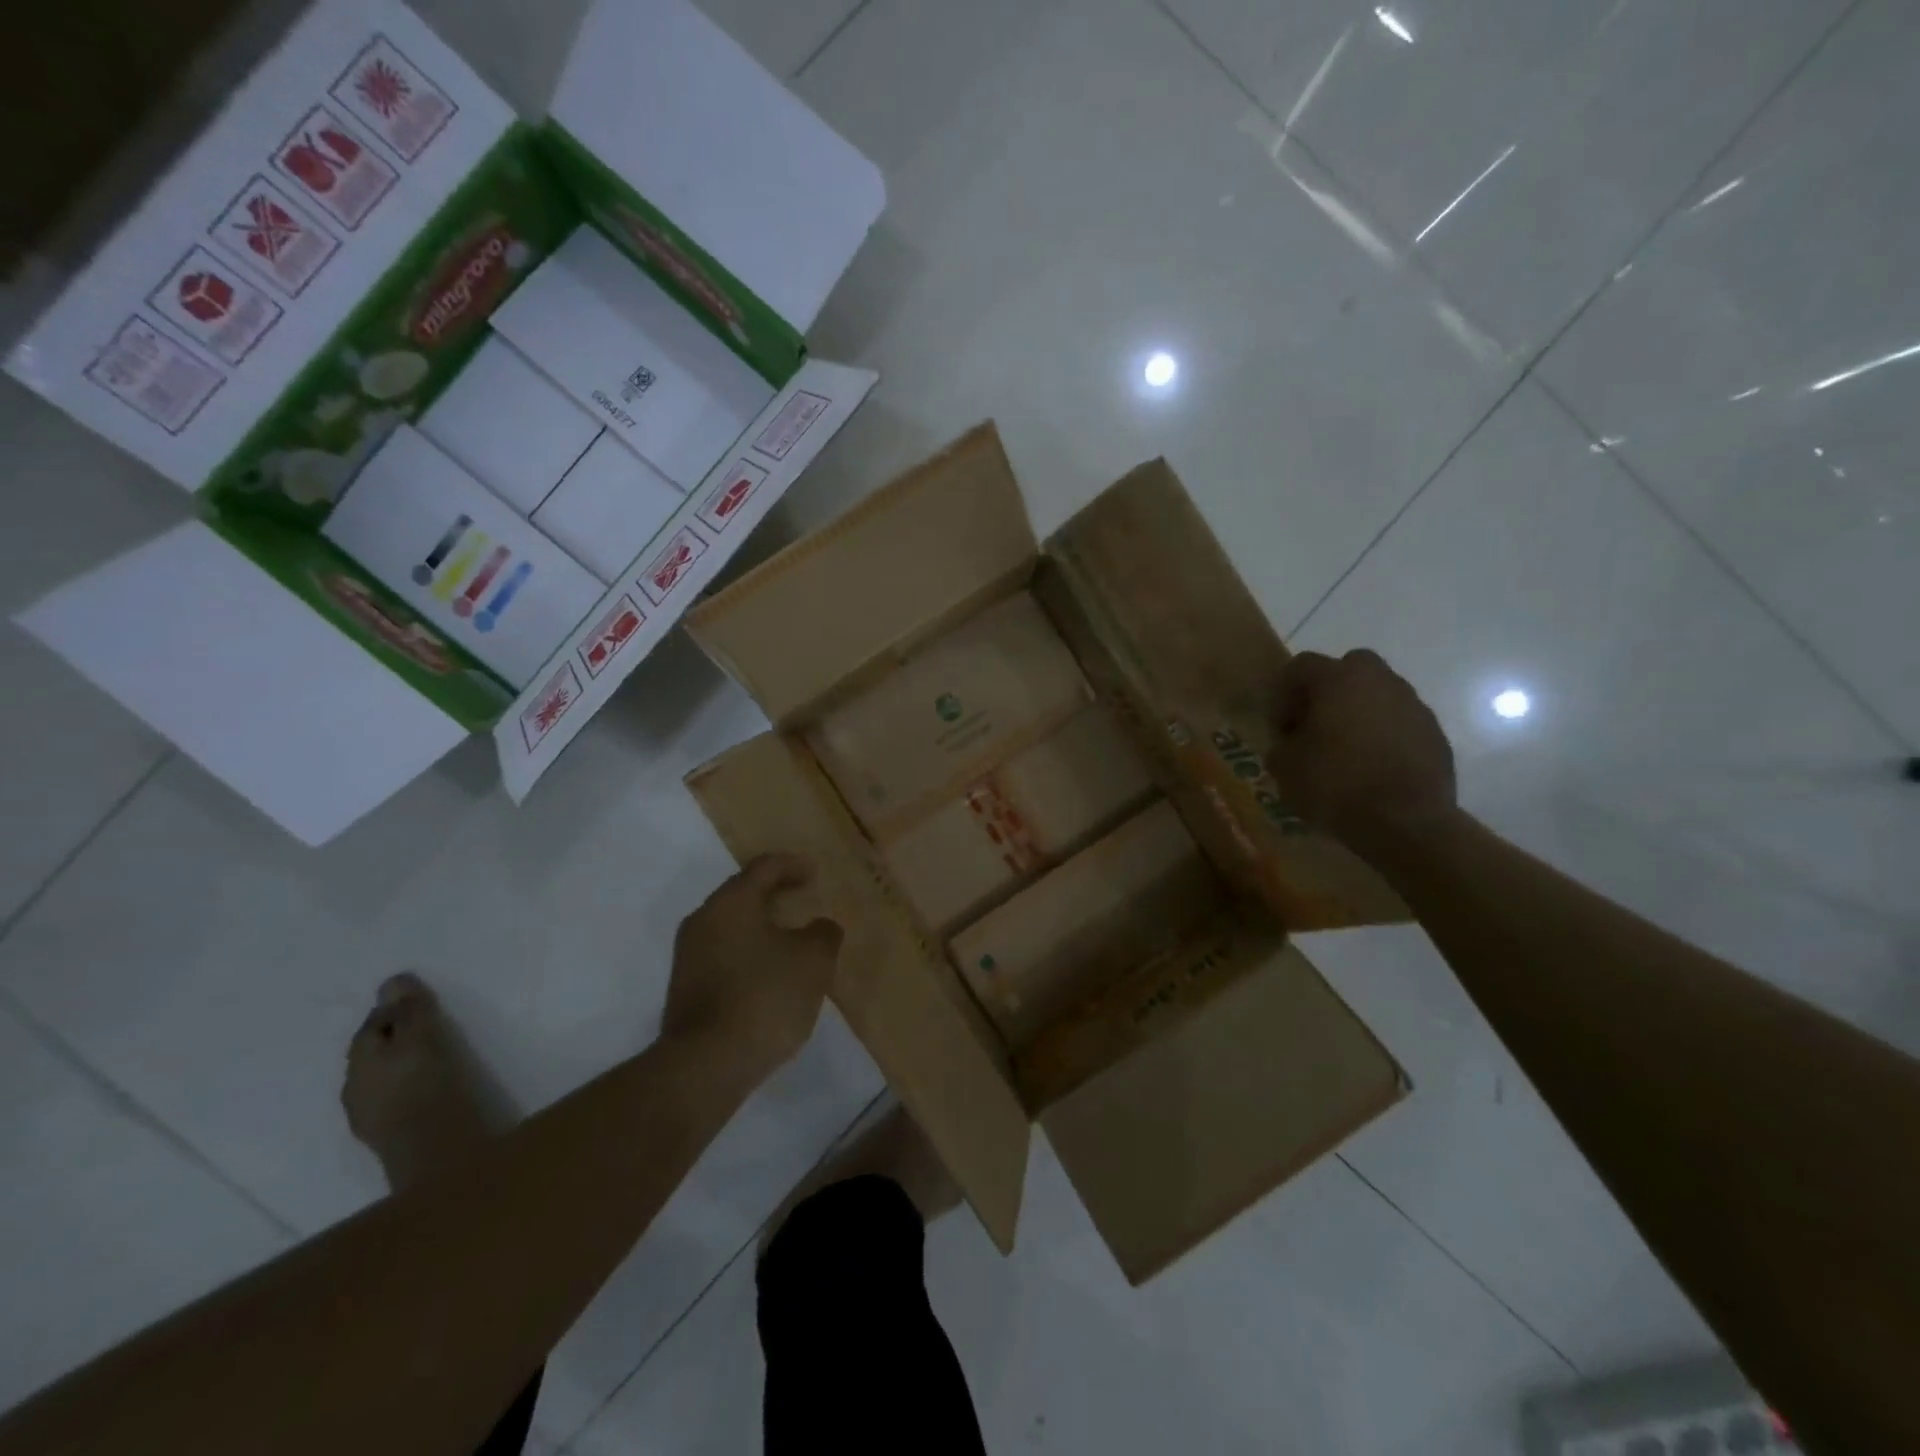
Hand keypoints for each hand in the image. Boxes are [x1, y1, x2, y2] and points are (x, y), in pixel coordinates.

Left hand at [662, 855, 842, 1084]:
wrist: (706, 1065)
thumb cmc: (765, 996)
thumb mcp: (813, 960)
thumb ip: (823, 933)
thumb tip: (818, 927)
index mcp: (732, 902)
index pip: (764, 868)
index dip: (792, 866)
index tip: (815, 873)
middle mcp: (703, 920)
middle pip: (743, 895)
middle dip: (775, 896)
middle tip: (803, 901)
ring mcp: (689, 956)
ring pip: (732, 927)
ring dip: (761, 928)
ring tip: (791, 941)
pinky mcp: (686, 989)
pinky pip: (724, 955)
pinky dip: (749, 954)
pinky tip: (770, 975)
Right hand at [1269, 649, 1457, 855]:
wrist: (1406, 822)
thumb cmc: (1336, 785)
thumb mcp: (1285, 768)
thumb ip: (1282, 745)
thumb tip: (1291, 743)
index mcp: (1339, 680)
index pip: (1300, 666)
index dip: (1282, 694)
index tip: (1280, 728)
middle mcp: (1380, 681)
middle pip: (1349, 668)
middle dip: (1328, 690)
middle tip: (1315, 725)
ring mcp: (1413, 706)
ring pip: (1379, 695)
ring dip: (1359, 713)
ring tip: (1345, 750)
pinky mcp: (1435, 734)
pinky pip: (1400, 723)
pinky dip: (1384, 736)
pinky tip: (1372, 767)